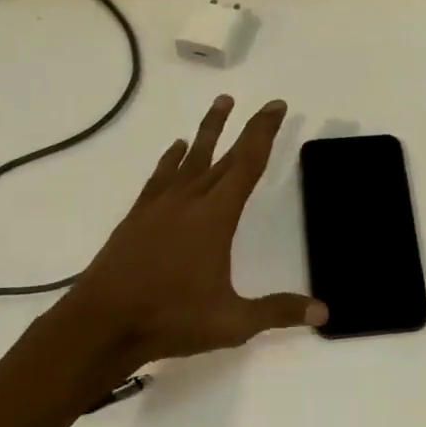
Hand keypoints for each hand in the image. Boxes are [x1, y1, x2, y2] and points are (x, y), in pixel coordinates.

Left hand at [13, 96, 325, 403]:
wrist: (101, 324)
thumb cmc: (170, 318)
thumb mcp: (232, 321)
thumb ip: (278, 311)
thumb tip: (324, 312)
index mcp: (215, 217)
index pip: (247, 164)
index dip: (264, 133)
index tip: (276, 107)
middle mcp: (189, 200)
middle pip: (223, 155)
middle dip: (246, 128)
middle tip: (263, 105)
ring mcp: (159, 206)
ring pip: (189, 157)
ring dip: (207, 130)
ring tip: (221, 102)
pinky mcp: (137, 216)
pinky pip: (160, 176)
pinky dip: (171, 158)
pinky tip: (176, 149)